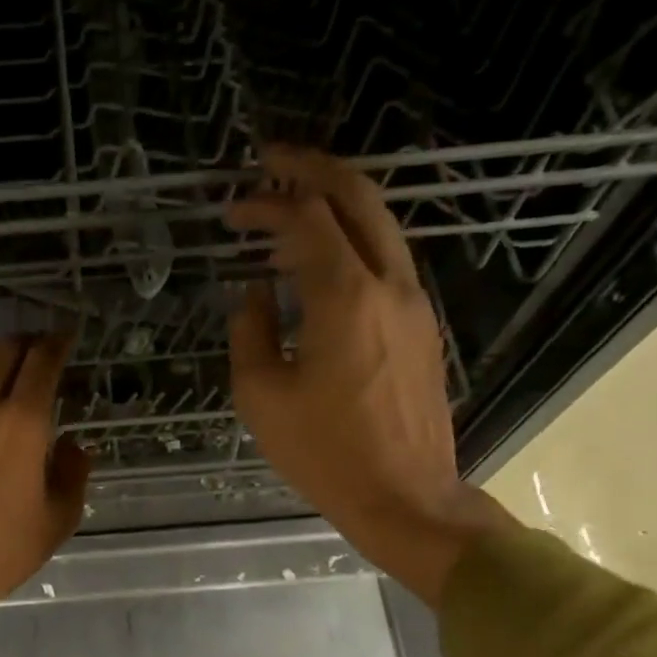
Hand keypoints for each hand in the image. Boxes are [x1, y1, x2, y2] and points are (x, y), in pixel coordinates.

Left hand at [0, 336, 89, 656]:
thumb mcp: (58, 520)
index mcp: (23, 424)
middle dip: (24, 342)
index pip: (42, 363)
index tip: (66, 337)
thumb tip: (73, 447)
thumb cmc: (2, 551)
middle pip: (2, 353)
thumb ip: (73, 474)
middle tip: (37, 347)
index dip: (57, 343)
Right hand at [226, 146, 510, 605]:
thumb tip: (256, 292)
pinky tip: (322, 265)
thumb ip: (251, 331)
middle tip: (273, 160)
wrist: (405, 496)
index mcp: (345, 297)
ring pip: (381, 225)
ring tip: (290, 213)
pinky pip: (388, 261)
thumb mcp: (262, 396)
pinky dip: (353, 243)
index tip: (233, 209)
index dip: (266, 203)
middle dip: (314, 168)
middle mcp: (390, 285)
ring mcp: (416, 303)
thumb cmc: (325, 453)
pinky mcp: (424, 327)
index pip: (306, 219)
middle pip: (359, 197)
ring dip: (336, 205)